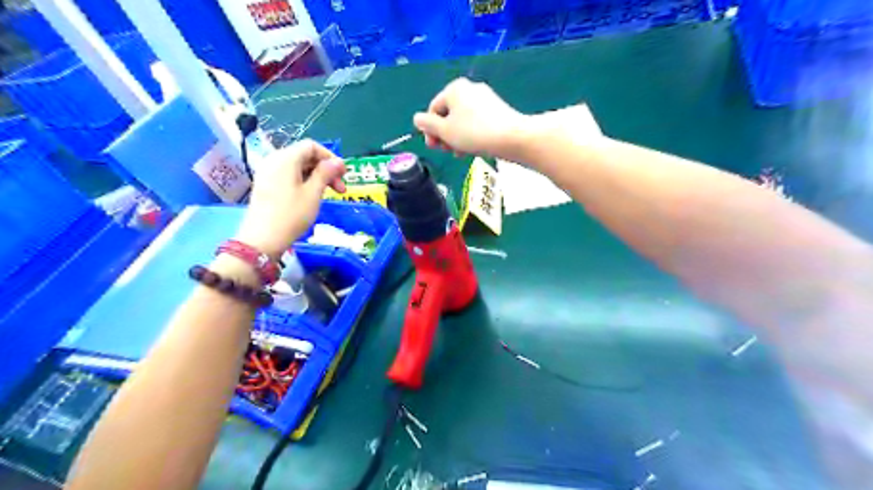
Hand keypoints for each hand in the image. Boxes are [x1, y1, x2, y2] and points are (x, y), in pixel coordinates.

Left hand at [238, 137, 347, 257]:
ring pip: (297, 167)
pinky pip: (288, 176)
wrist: (263, 240)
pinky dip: (304, 181)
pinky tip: (312, 196)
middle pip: (304, 156)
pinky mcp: (266, 185)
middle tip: (341, 189)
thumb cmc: (291, 215)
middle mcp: (274, 160)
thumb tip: (338, 161)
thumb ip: (326, 174)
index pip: (311, 146)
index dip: (330, 157)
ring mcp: (268, 173)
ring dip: (316, 177)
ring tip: (328, 194)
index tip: (343, 174)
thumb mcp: (313, 193)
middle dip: (325, 169)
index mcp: (285, 158)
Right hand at [414, 77, 527, 156]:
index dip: (430, 130)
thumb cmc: (473, 133)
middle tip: (447, 150)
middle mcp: (469, 89)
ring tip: (461, 153)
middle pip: (448, 114)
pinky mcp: (497, 110)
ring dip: (457, 138)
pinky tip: (474, 148)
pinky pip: (476, 122)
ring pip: (462, 120)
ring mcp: (485, 98)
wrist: (511, 137)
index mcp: (454, 89)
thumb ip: (427, 125)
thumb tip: (417, 119)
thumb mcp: (445, 131)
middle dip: (445, 135)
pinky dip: (471, 135)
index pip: (433, 110)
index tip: (434, 147)